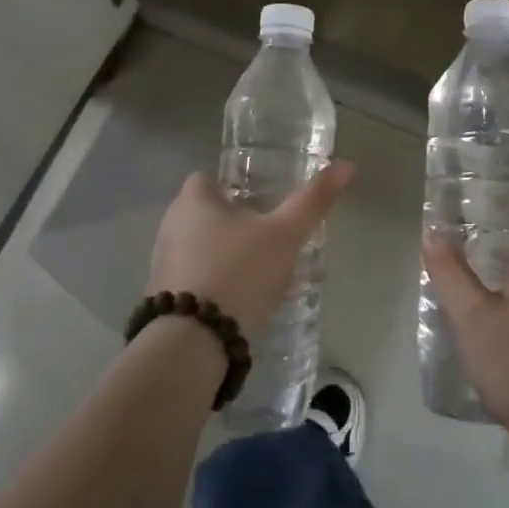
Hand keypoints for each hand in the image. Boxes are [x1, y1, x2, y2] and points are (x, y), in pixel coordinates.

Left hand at [148, 162, 355, 338]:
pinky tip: (237, 301)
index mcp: (193, 199)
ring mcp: (162, 262)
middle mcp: (170, 224)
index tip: (261, 204)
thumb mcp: (284, 235)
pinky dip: (213, 282)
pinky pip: (193, 277)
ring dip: (222, 255)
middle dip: (232, 222)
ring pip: (198, 246)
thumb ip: (312, 201)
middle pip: (204, 213)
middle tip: (267, 238)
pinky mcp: (164, 296)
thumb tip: (346, 165)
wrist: (192, 341)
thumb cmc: (239, 272)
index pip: (208, 179)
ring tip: (257, 272)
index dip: (235, 188)